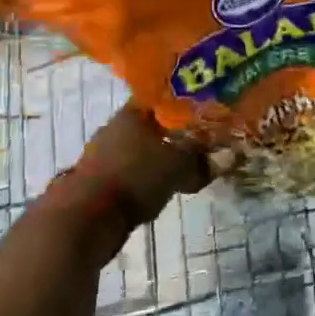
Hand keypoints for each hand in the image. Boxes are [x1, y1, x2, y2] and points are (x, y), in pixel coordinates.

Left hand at [75, 104, 208, 225]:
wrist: (85, 219)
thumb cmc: (135, 178)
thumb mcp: (178, 167)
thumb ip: (202, 160)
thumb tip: (230, 156)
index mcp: (133, 112)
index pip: (162, 97)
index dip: (185, 103)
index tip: (204, 111)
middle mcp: (115, 126)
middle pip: (152, 123)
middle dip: (174, 132)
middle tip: (200, 141)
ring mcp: (103, 153)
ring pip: (140, 148)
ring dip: (159, 156)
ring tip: (184, 167)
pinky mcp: (97, 178)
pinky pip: (131, 169)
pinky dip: (145, 175)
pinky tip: (160, 187)